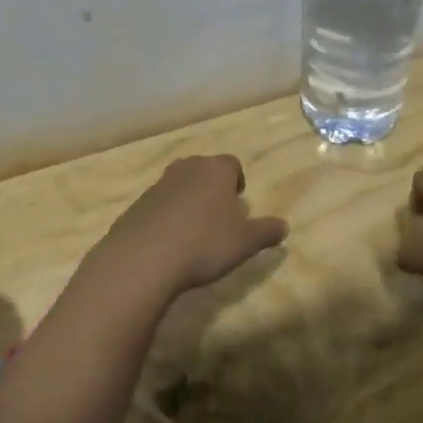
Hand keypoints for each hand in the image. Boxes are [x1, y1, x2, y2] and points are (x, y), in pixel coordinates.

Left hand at [95, 156, 287, 297]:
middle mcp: (187, 168)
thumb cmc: (204, 243)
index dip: (237, 181)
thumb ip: (267, 232)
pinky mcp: (137, 204)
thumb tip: (284, 226)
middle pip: (204, 170)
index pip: (232, 164)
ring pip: (180, 185)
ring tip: (194, 232)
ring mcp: (158, 184)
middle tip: (219, 216)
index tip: (238, 202)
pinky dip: (167, 217)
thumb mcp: (245, 242)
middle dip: (212, 188)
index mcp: (216, 170)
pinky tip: (169, 243)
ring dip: (188, 201)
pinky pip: (159, 205)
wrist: (143, 258)